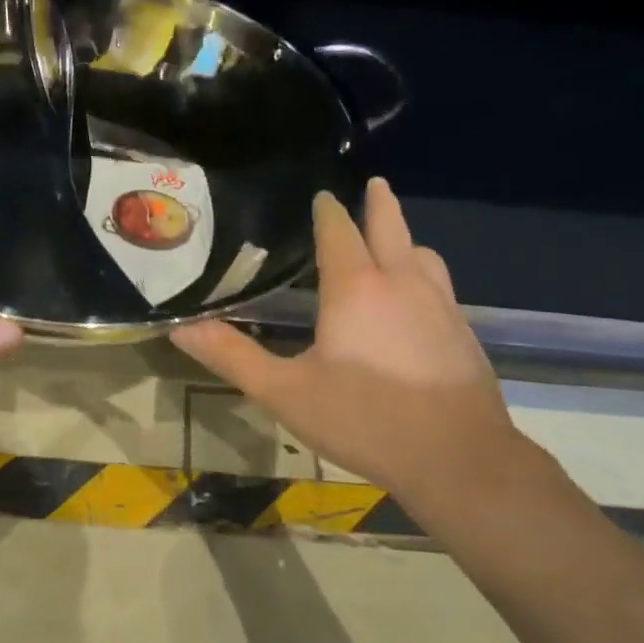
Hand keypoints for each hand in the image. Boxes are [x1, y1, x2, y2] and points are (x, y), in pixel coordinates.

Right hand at [171, 179, 527, 510]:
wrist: (457, 459)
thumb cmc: (363, 419)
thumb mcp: (284, 392)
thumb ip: (232, 356)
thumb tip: (181, 328)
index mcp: (355, 288)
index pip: (339, 232)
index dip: (327, 212)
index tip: (320, 196)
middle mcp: (401, 283)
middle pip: (391, 228)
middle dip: (379, 204)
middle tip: (374, 184)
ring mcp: (440, 306)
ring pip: (423, 255)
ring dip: (405, 240)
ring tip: (392, 242)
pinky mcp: (463, 333)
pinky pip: (439, 285)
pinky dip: (422, 274)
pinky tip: (414, 302)